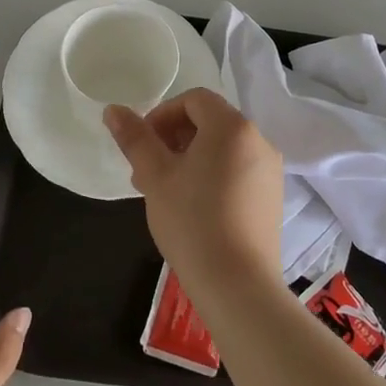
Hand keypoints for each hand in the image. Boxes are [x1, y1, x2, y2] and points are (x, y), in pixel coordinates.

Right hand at [103, 88, 284, 295]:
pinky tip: (194, 207)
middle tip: (147, 172)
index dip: (162, 115)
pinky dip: (213, 174)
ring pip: (223, 148)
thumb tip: (113, 109)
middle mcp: (258, 139)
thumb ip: (135, 138)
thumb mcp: (155, 176)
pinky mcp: (272, 196)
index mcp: (232, 126)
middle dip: (174, 138)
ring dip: (191, 158)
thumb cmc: (191, 222)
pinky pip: (238, 169)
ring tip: (166, 192)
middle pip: (210, 122)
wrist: (237, 285)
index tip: (143, 145)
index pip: (194, 100)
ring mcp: (270, 169)